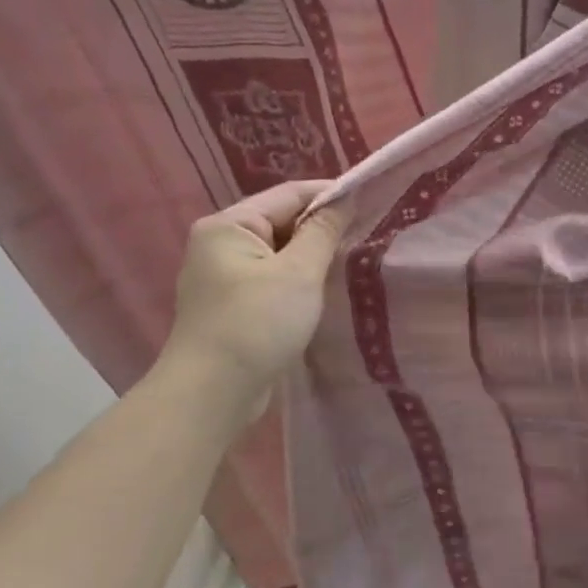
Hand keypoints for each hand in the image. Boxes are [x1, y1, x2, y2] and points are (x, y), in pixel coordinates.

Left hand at [157, 181, 349, 419]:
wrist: (213, 393)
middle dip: (324, 226)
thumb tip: (345, 199)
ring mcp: (225, 276)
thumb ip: (323, 232)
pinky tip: (327, 289)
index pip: (288, 194)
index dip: (331, 194)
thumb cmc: (256, 324)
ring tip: (355, 259)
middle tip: (370, 233)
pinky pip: (274, 278)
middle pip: (283, 221)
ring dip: (314, 255)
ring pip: (281, 252)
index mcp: (229, 226)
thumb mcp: (298, 273)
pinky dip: (301, 279)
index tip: (373, 200)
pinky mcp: (235, 305)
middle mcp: (221, 243)